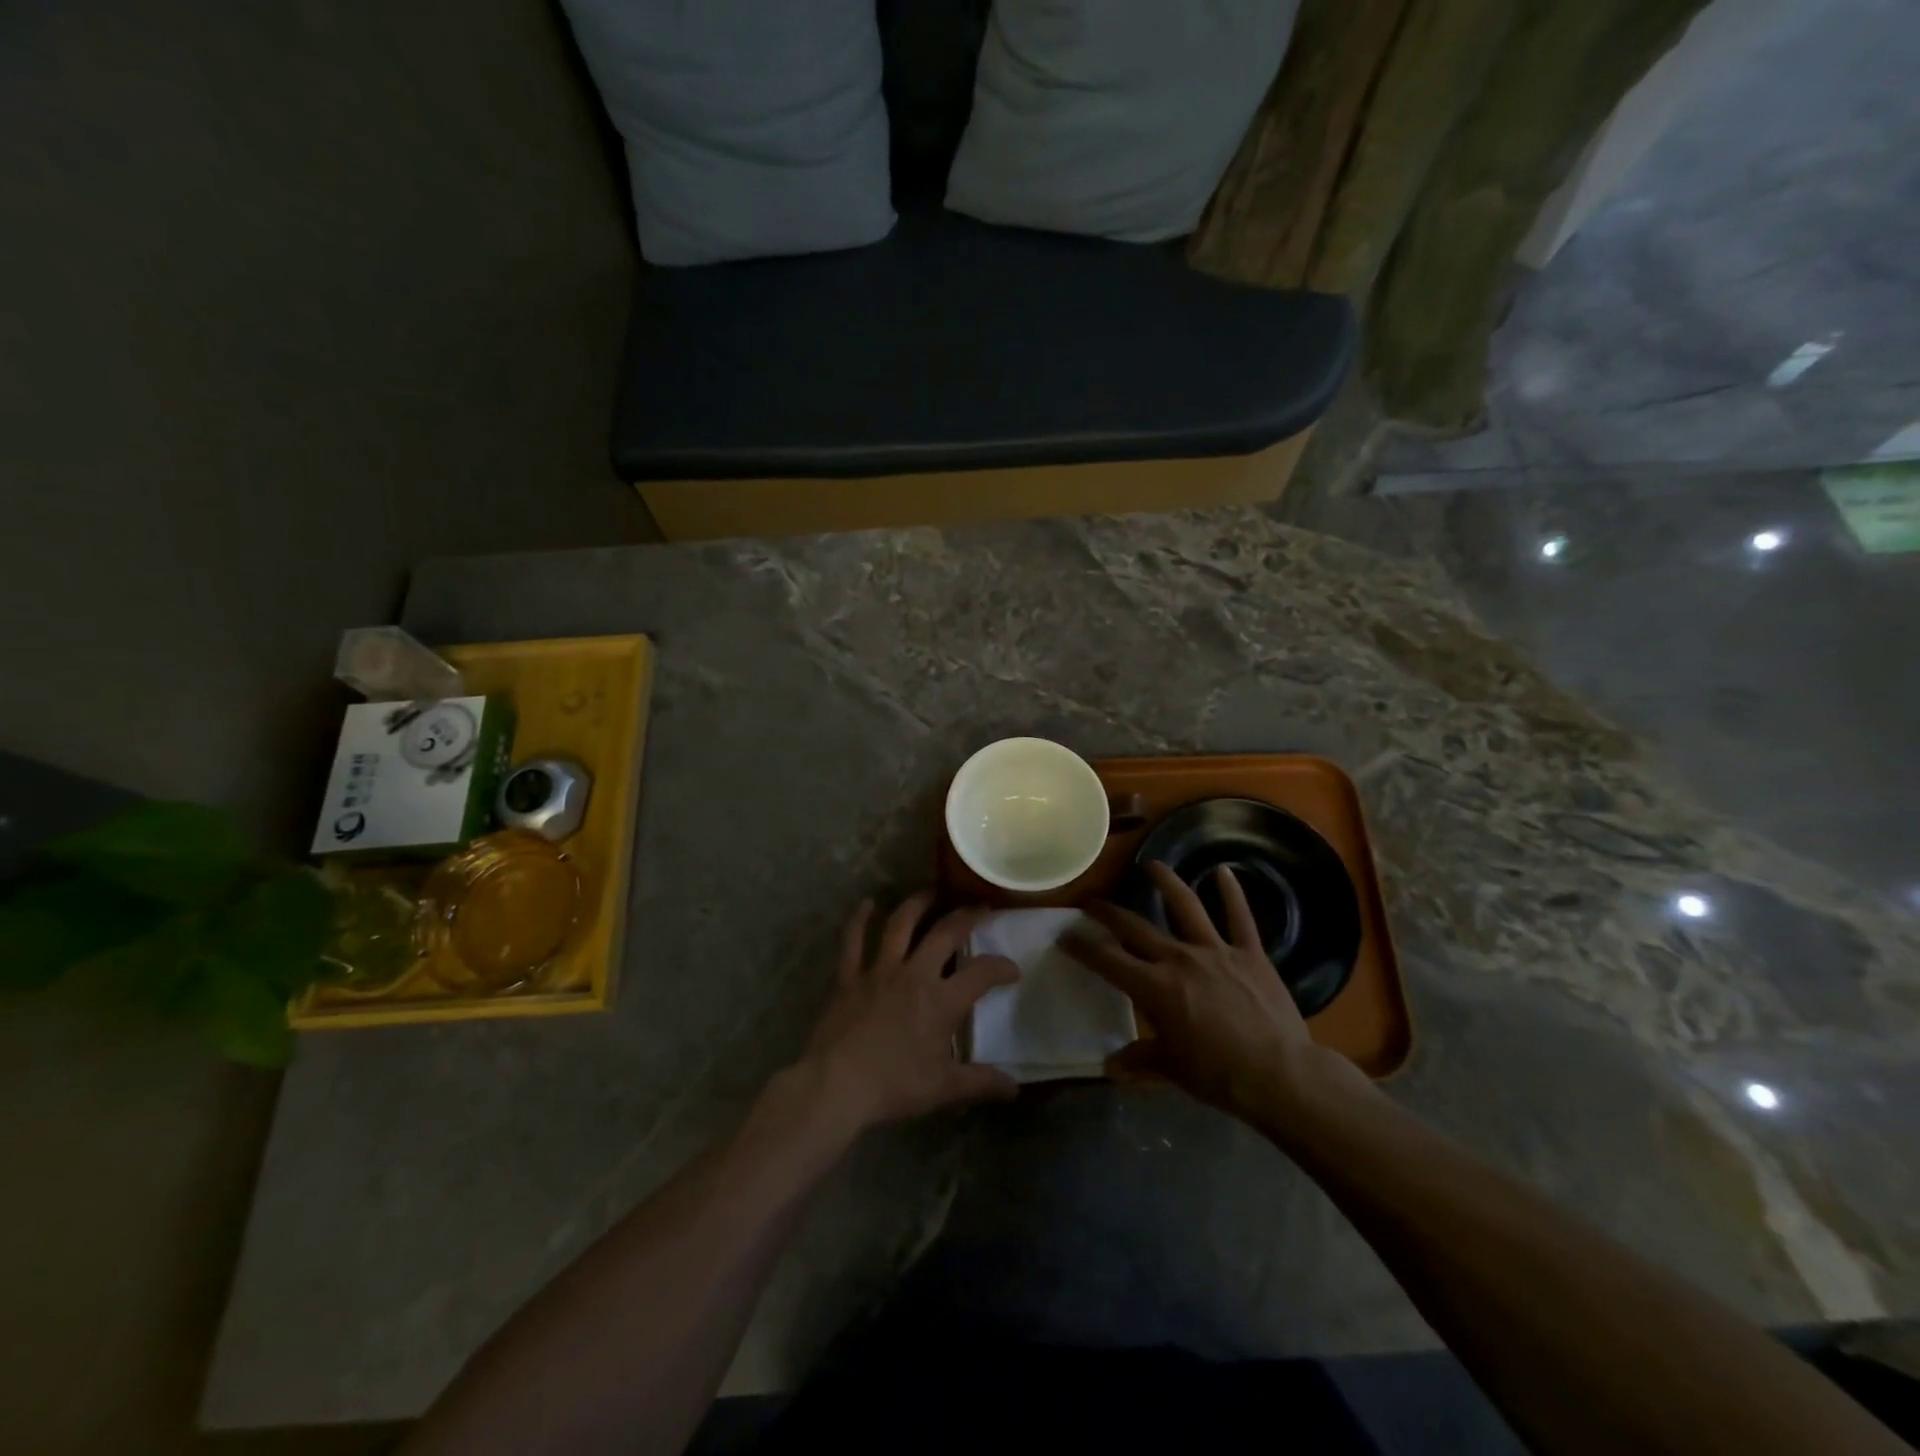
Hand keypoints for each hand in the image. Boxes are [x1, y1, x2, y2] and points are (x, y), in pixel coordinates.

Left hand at [796, 892, 1020, 1135]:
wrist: (837, 1085)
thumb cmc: (894, 1085)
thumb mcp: (944, 1088)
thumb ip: (981, 1082)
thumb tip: (1015, 1088)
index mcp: (941, 1000)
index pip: (982, 973)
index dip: (1001, 967)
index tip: (1012, 970)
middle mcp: (914, 974)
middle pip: (945, 933)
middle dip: (966, 916)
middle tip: (979, 907)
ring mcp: (879, 970)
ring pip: (901, 925)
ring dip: (918, 904)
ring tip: (931, 891)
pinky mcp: (849, 976)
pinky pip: (853, 940)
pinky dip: (860, 919)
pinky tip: (866, 903)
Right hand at [1063, 863, 1364, 1128]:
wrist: (1281, 1075)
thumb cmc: (1220, 1076)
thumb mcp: (1173, 1070)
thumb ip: (1140, 1060)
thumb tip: (1109, 1068)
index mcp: (1156, 988)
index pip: (1109, 961)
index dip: (1083, 947)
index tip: (1065, 936)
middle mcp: (1179, 959)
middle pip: (1136, 928)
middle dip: (1109, 913)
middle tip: (1092, 902)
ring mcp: (1216, 951)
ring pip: (1186, 907)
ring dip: (1166, 883)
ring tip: (1151, 865)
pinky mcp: (1250, 953)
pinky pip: (1240, 918)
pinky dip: (1232, 893)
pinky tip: (1224, 870)